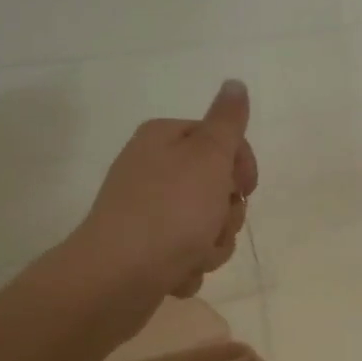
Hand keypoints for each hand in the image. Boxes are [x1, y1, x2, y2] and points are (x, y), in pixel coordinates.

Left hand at [74, 80, 259, 299]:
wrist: (118, 277)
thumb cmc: (170, 212)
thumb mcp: (207, 157)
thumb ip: (227, 122)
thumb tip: (235, 83)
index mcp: (163, 139)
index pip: (221, 141)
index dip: (241, 167)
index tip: (243, 189)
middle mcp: (153, 170)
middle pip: (217, 188)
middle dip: (225, 215)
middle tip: (212, 224)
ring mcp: (148, 214)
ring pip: (206, 227)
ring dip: (211, 246)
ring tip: (193, 255)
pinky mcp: (146, 251)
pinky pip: (186, 255)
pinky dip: (188, 267)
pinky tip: (175, 273)